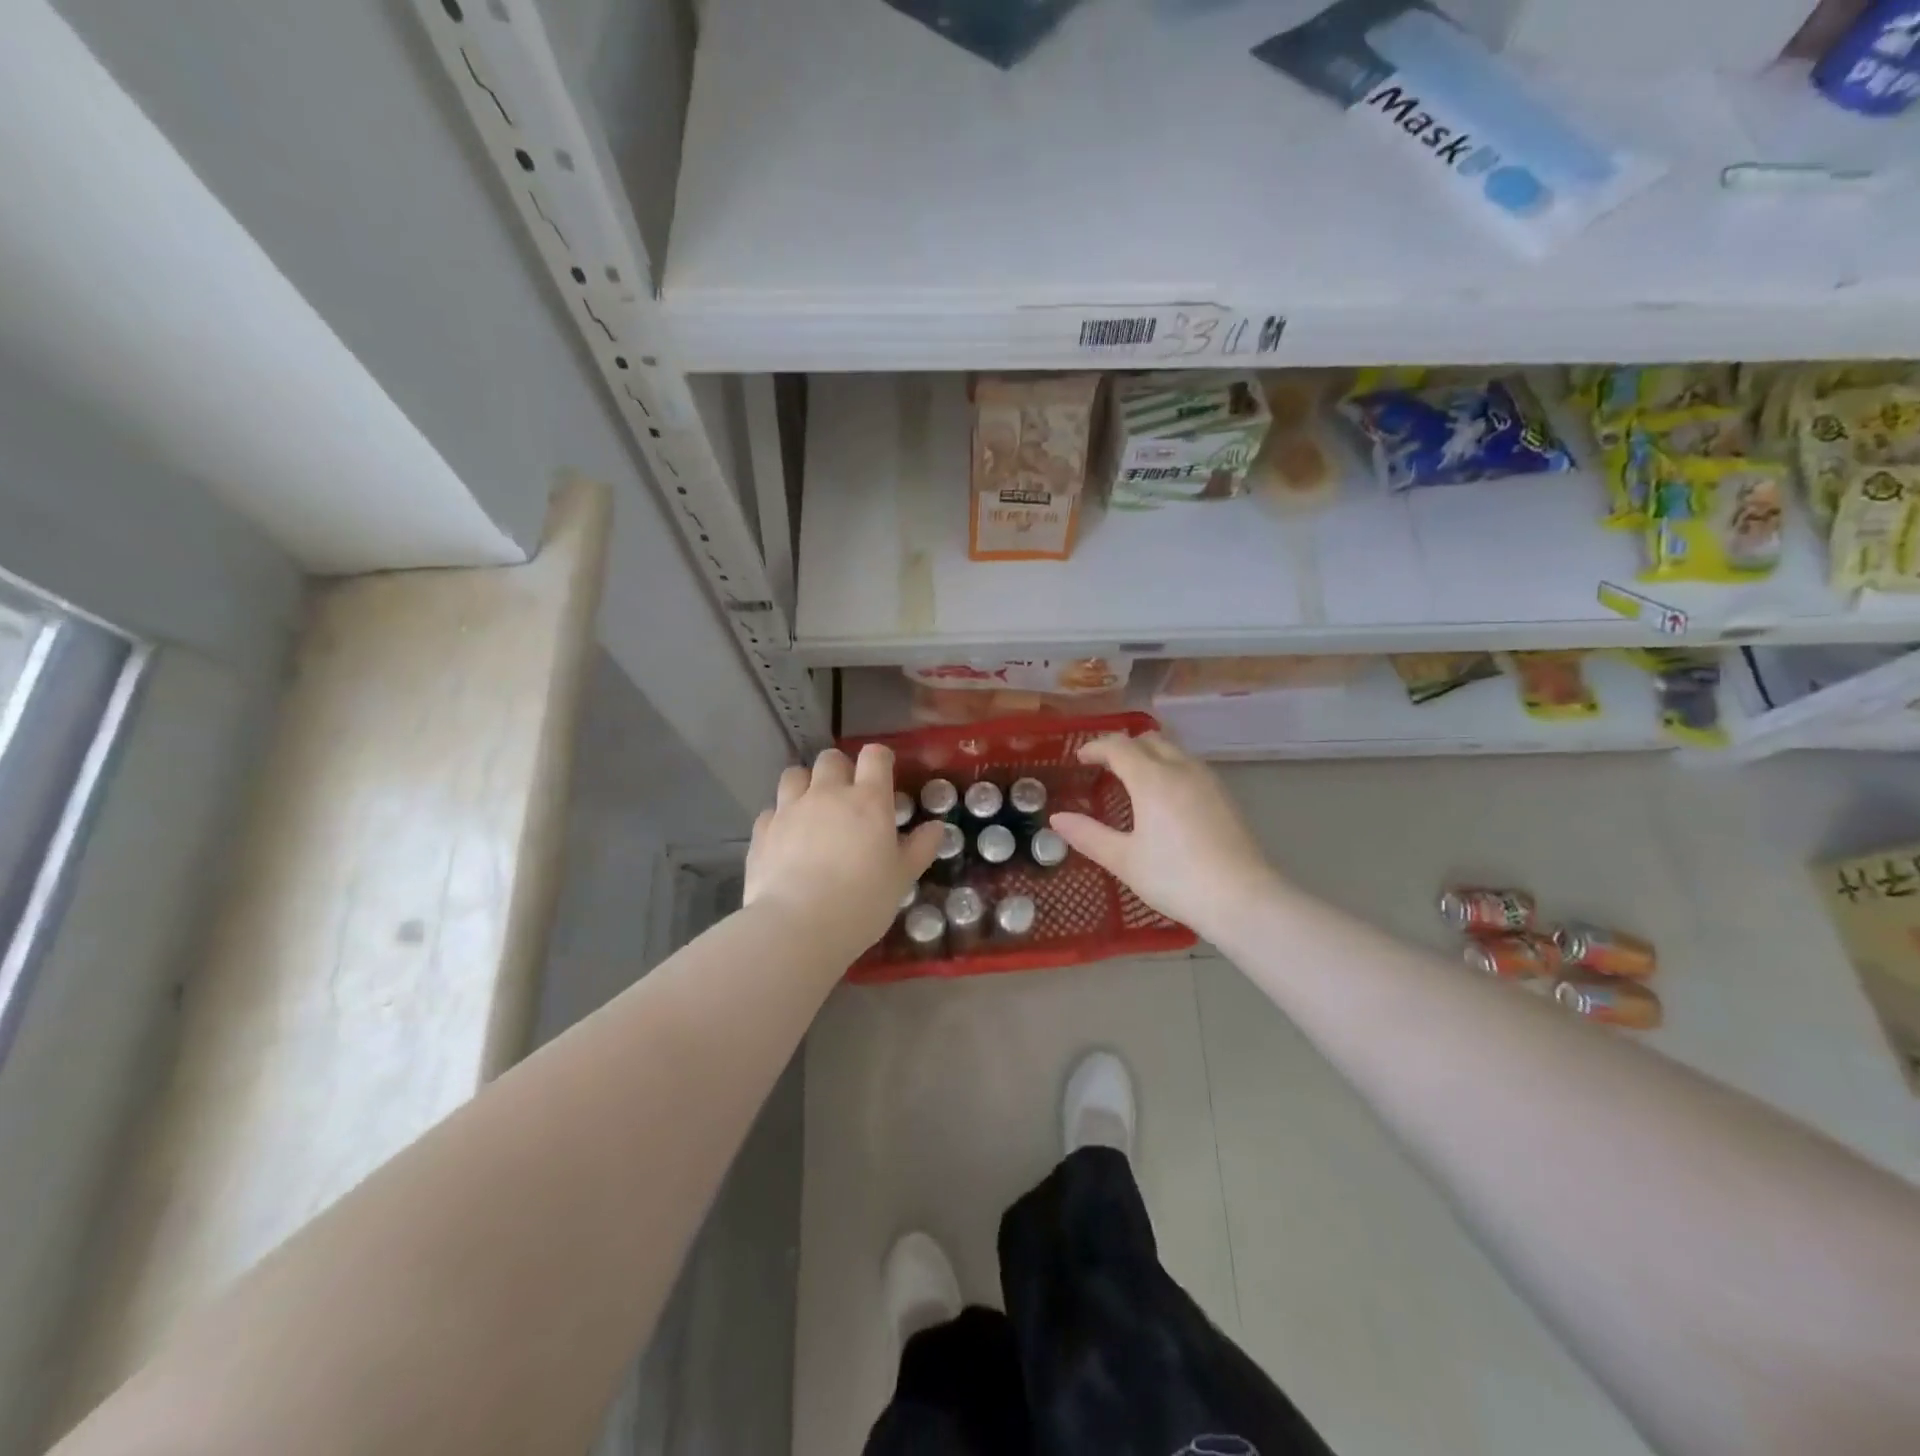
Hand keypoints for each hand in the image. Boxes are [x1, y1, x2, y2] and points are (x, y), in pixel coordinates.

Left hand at [745, 745, 943, 953]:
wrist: (797, 926)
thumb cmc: (861, 901)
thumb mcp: (902, 878)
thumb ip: (920, 848)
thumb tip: (936, 827)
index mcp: (868, 800)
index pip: (874, 756)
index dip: (880, 759)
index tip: (884, 772)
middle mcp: (827, 794)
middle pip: (830, 759)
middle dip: (840, 769)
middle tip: (847, 795)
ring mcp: (790, 809)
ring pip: (795, 775)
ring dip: (805, 784)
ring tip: (812, 808)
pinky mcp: (762, 830)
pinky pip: (772, 810)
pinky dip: (781, 817)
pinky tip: (786, 838)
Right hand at [1049, 732, 1280, 935]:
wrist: (1241, 898)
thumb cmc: (1175, 877)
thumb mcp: (1124, 860)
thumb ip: (1088, 835)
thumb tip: (1057, 819)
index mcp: (1152, 778)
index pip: (1119, 746)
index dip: (1096, 747)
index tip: (1080, 758)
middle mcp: (1181, 769)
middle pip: (1148, 740)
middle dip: (1123, 746)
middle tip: (1104, 766)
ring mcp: (1208, 780)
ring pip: (1173, 750)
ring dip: (1149, 755)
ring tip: (1133, 779)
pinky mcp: (1225, 796)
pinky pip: (1190, 766)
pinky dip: (1169, 768)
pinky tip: (1165, 797)